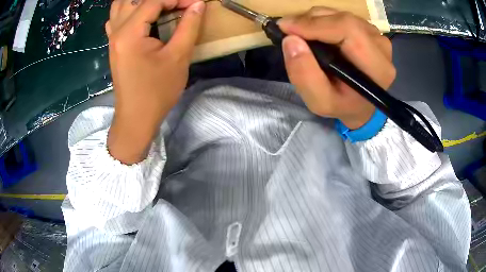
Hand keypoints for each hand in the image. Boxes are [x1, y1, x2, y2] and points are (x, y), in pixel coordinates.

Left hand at [106, 0, 204, 163]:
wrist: (136, 117)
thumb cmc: (156, 91)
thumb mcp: (178, 57)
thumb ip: (189, 26)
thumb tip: (198, 4)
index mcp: (129, 33)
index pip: (154, 1)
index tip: (196, 4)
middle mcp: (116, 31)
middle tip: (178, 5)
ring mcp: (112, 38)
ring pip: (121, 6)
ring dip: (140, 1)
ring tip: (161, 6)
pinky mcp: (114, 45)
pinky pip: (116, 18)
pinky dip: (129, 10)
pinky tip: (141, 14)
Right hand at [278, 7, 395, 128]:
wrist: (358, 103)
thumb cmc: (342, 105)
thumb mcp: (320, 102)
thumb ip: (305, 76)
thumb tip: (291, 40)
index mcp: (377, 67)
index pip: (348, 30)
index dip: (315, 24)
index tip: (286, 28)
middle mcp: (381, 46)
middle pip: (343, 18)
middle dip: (310, 20)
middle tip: (289, 31)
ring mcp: (376, 35)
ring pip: (340, 14)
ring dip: (314, 20)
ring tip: (300, 34)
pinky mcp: (368, 29)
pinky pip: (341, 15)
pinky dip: (322, 20)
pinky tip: (315, 33)